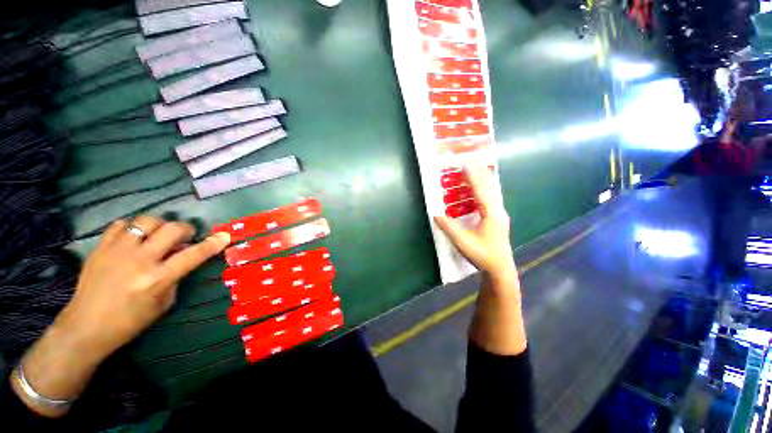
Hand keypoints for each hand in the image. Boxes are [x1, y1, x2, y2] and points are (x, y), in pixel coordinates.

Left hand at [11, 216, 229, 416]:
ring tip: (158, 235)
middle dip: (185, 229)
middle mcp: (139, 261)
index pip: (193, 255)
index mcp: (157, 279)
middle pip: (171, 229)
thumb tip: (181, 259)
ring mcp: (117, 251)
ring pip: (146, 221)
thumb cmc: (130, 321)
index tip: (224, 235)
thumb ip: (175, 277)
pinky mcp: (100, 247)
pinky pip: (121, 225)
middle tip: (185, 236)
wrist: (86, 327)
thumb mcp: (163, 303)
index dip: (212, 244)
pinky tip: (134, 237)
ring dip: (159, 225)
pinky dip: (132, 228)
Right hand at [434, 164, 515, 280]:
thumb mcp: (462, 242)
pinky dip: (486, 189)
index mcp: (491, 215)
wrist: (500, 268)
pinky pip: (492, 198)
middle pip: (490, 188)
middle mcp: (498, 211)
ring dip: (484, 179)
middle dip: (481, 173)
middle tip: (474, 160)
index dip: (473, 178)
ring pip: (493, 192)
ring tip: (478, 168)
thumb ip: (449, 228)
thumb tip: (436, 214)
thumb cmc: (482, 255)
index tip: (466, 164)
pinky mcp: (498, 218)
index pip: (480, 192)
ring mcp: (499, 214)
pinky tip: (482, 187)